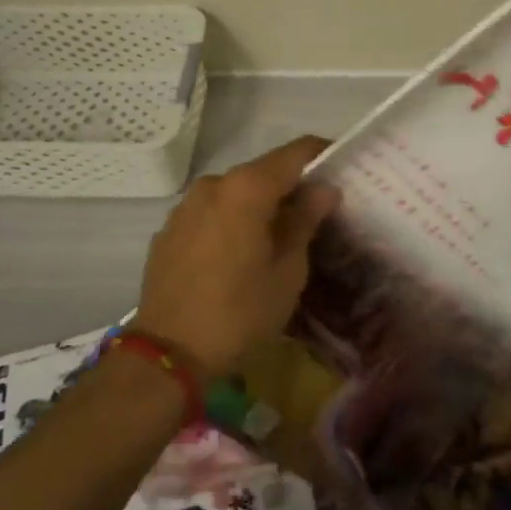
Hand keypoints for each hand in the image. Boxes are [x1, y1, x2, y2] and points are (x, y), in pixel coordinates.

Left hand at [135, 136, 340, 377]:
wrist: (167, 356)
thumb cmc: (240, 313)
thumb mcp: (287, 271)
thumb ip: (306, 220)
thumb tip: (325, 189)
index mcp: (247, 188)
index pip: (295, 153)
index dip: (322, 154)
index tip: (342, 168)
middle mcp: (214, 184)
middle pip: (263, 171)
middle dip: (291, 186)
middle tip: (316, 212)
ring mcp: (186, 206)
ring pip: (235, 192)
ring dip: (259, 204)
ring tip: (278, 236)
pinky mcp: (169, 230)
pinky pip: (212, 212)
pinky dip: (232, 220)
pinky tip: (240, 252)